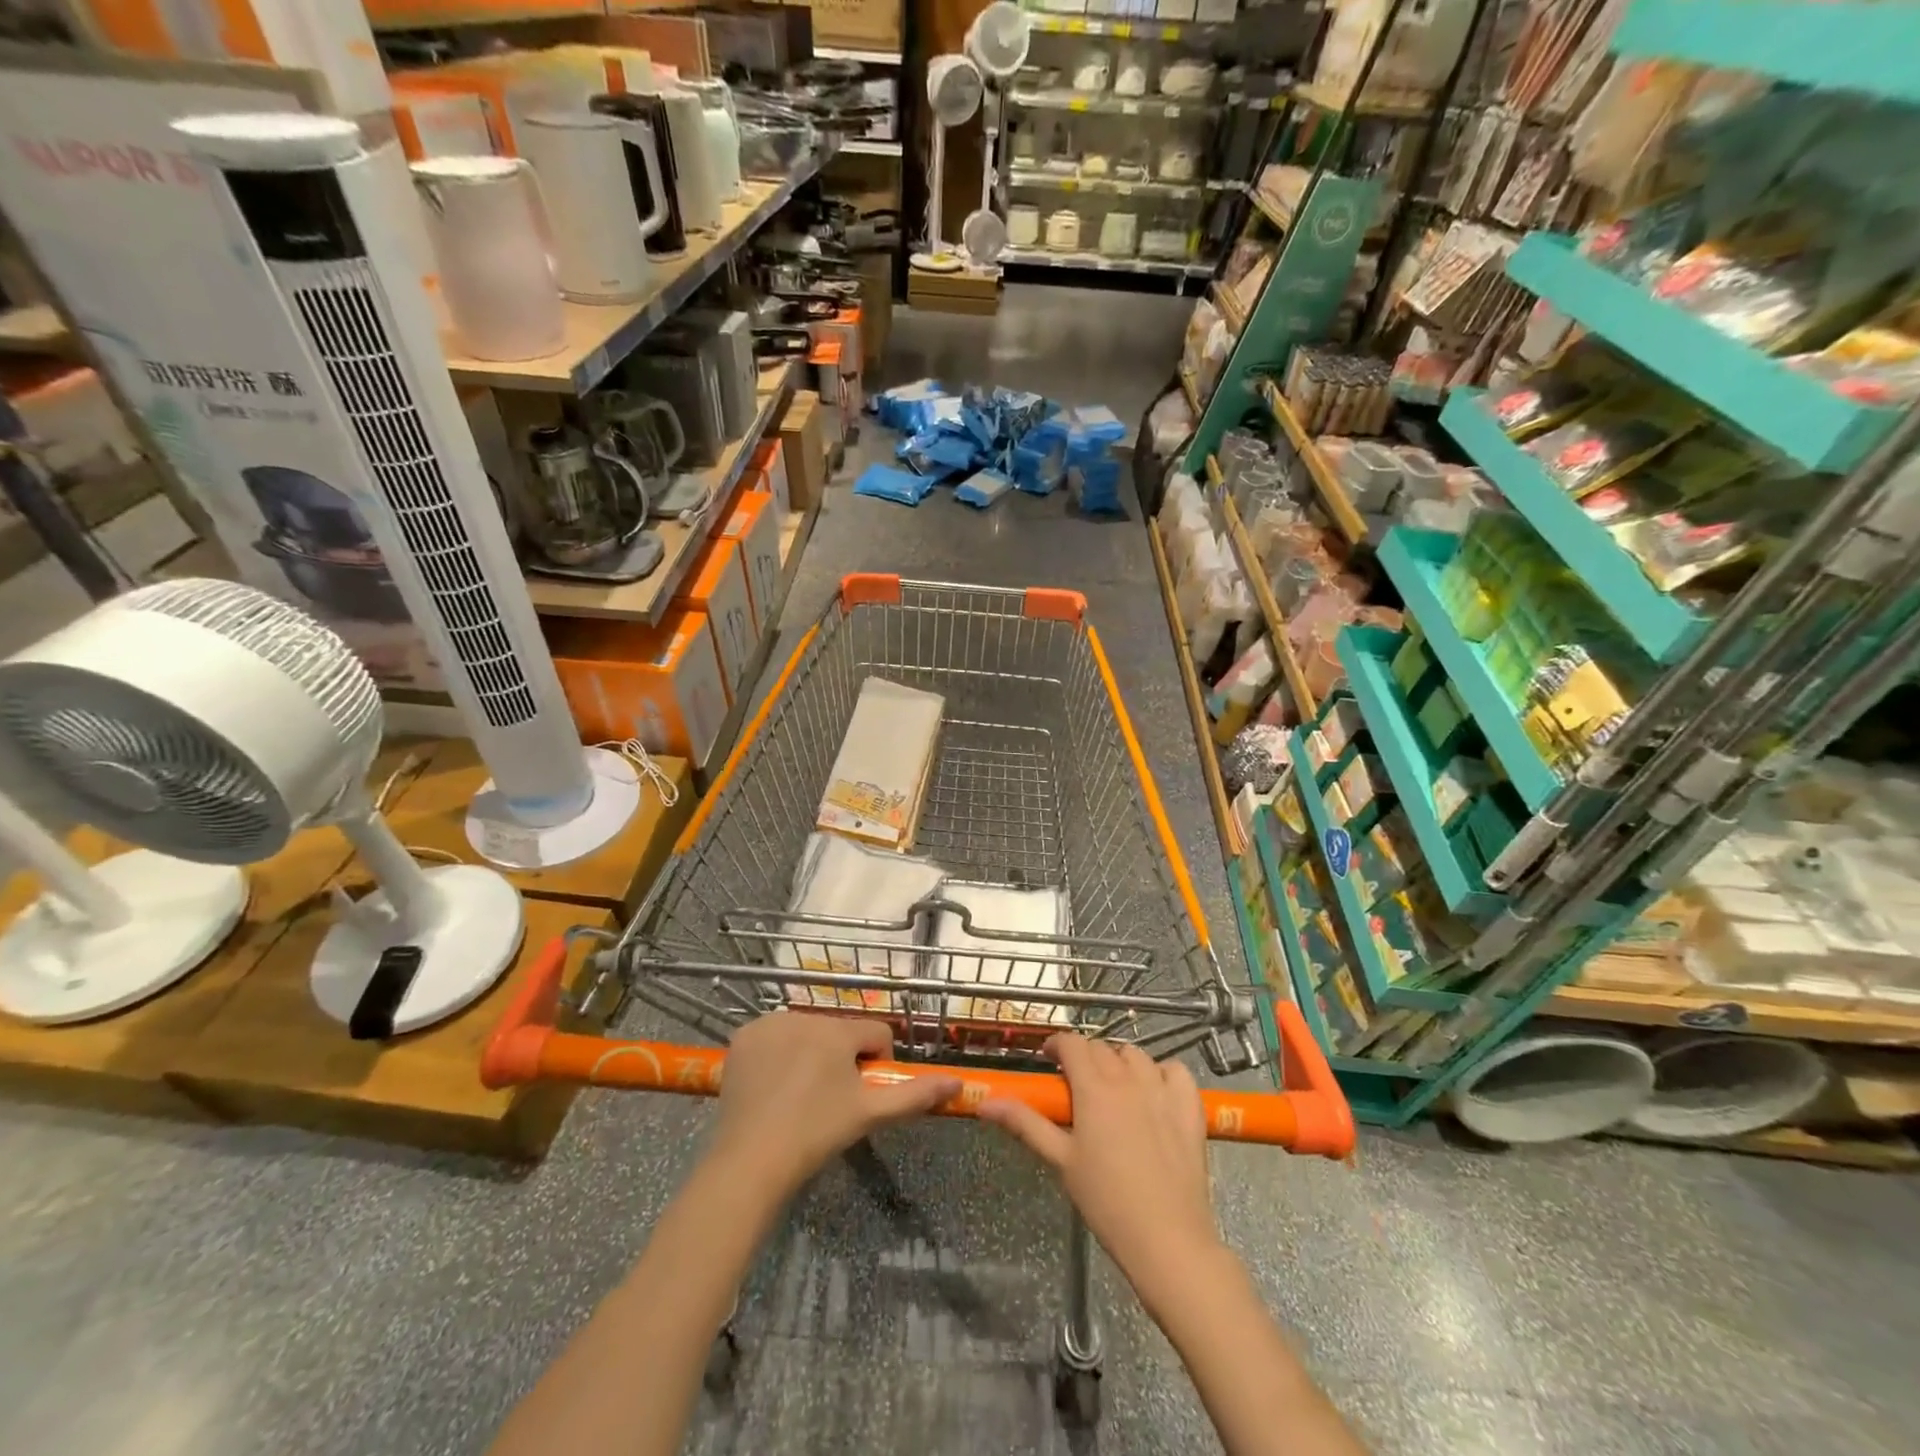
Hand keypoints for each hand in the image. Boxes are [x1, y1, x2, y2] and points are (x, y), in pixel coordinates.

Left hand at [710, 1012, 959, 1198]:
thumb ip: (915, 1094)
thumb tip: (957, 1083)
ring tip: (798, 1095)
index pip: (876, 1033)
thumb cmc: (816, 1134)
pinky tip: (772, 1084)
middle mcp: (805, 1015)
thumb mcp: (870, 1114)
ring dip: (810, 1053)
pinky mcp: (744, 1036)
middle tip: (828, 1099)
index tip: (860, 1094)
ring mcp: (770, 1024)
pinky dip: (778, 1052)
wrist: (750, 1161)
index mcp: (838, 1030)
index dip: (876, 1063)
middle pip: (839, 1031)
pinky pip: (774, 1035)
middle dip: (841, 1058)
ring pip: (807, 1031)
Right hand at [979, 1035, 1222, 1309]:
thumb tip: (985, 1103)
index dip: (1057, 1044)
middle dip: (1085, 1057)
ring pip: (1137, 1055)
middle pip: (1101, 1047)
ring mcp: (1163, 1089)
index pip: (1072, 1043)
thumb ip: (1025, 1123)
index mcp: (1094, 1087)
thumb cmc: (1106, 1201)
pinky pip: (1175, 1070)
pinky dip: (1162, 1073)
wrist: (1167, 1238)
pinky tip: (1155, 1093)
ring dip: (1120, 1062)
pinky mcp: (1190, 1107)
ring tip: (1114, 1090)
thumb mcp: (1060, 1160)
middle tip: (1076, 1086)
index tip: (1048, 1060)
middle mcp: (1128, 1077)